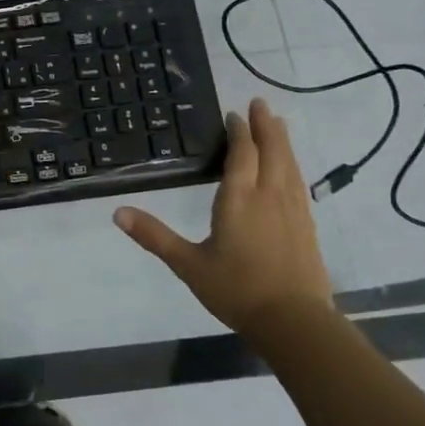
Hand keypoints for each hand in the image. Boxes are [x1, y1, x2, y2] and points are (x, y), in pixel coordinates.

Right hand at [113, 96, 334, 347]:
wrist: (294, 322)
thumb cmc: (237, 290)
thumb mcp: (188, 264)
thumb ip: (154, 236)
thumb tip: (117, 212)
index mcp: (239, 199)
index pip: (242, 154)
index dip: (239, 132)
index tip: (234, 114)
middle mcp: (269, 196)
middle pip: (271, 151)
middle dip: (265, 125)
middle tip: (261, 103)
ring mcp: (293, 210)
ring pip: (289, 164)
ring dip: (282, 140)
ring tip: (278, 124)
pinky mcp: (307, 226)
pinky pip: (299, 183)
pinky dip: (293, 165)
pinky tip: (292, 169)